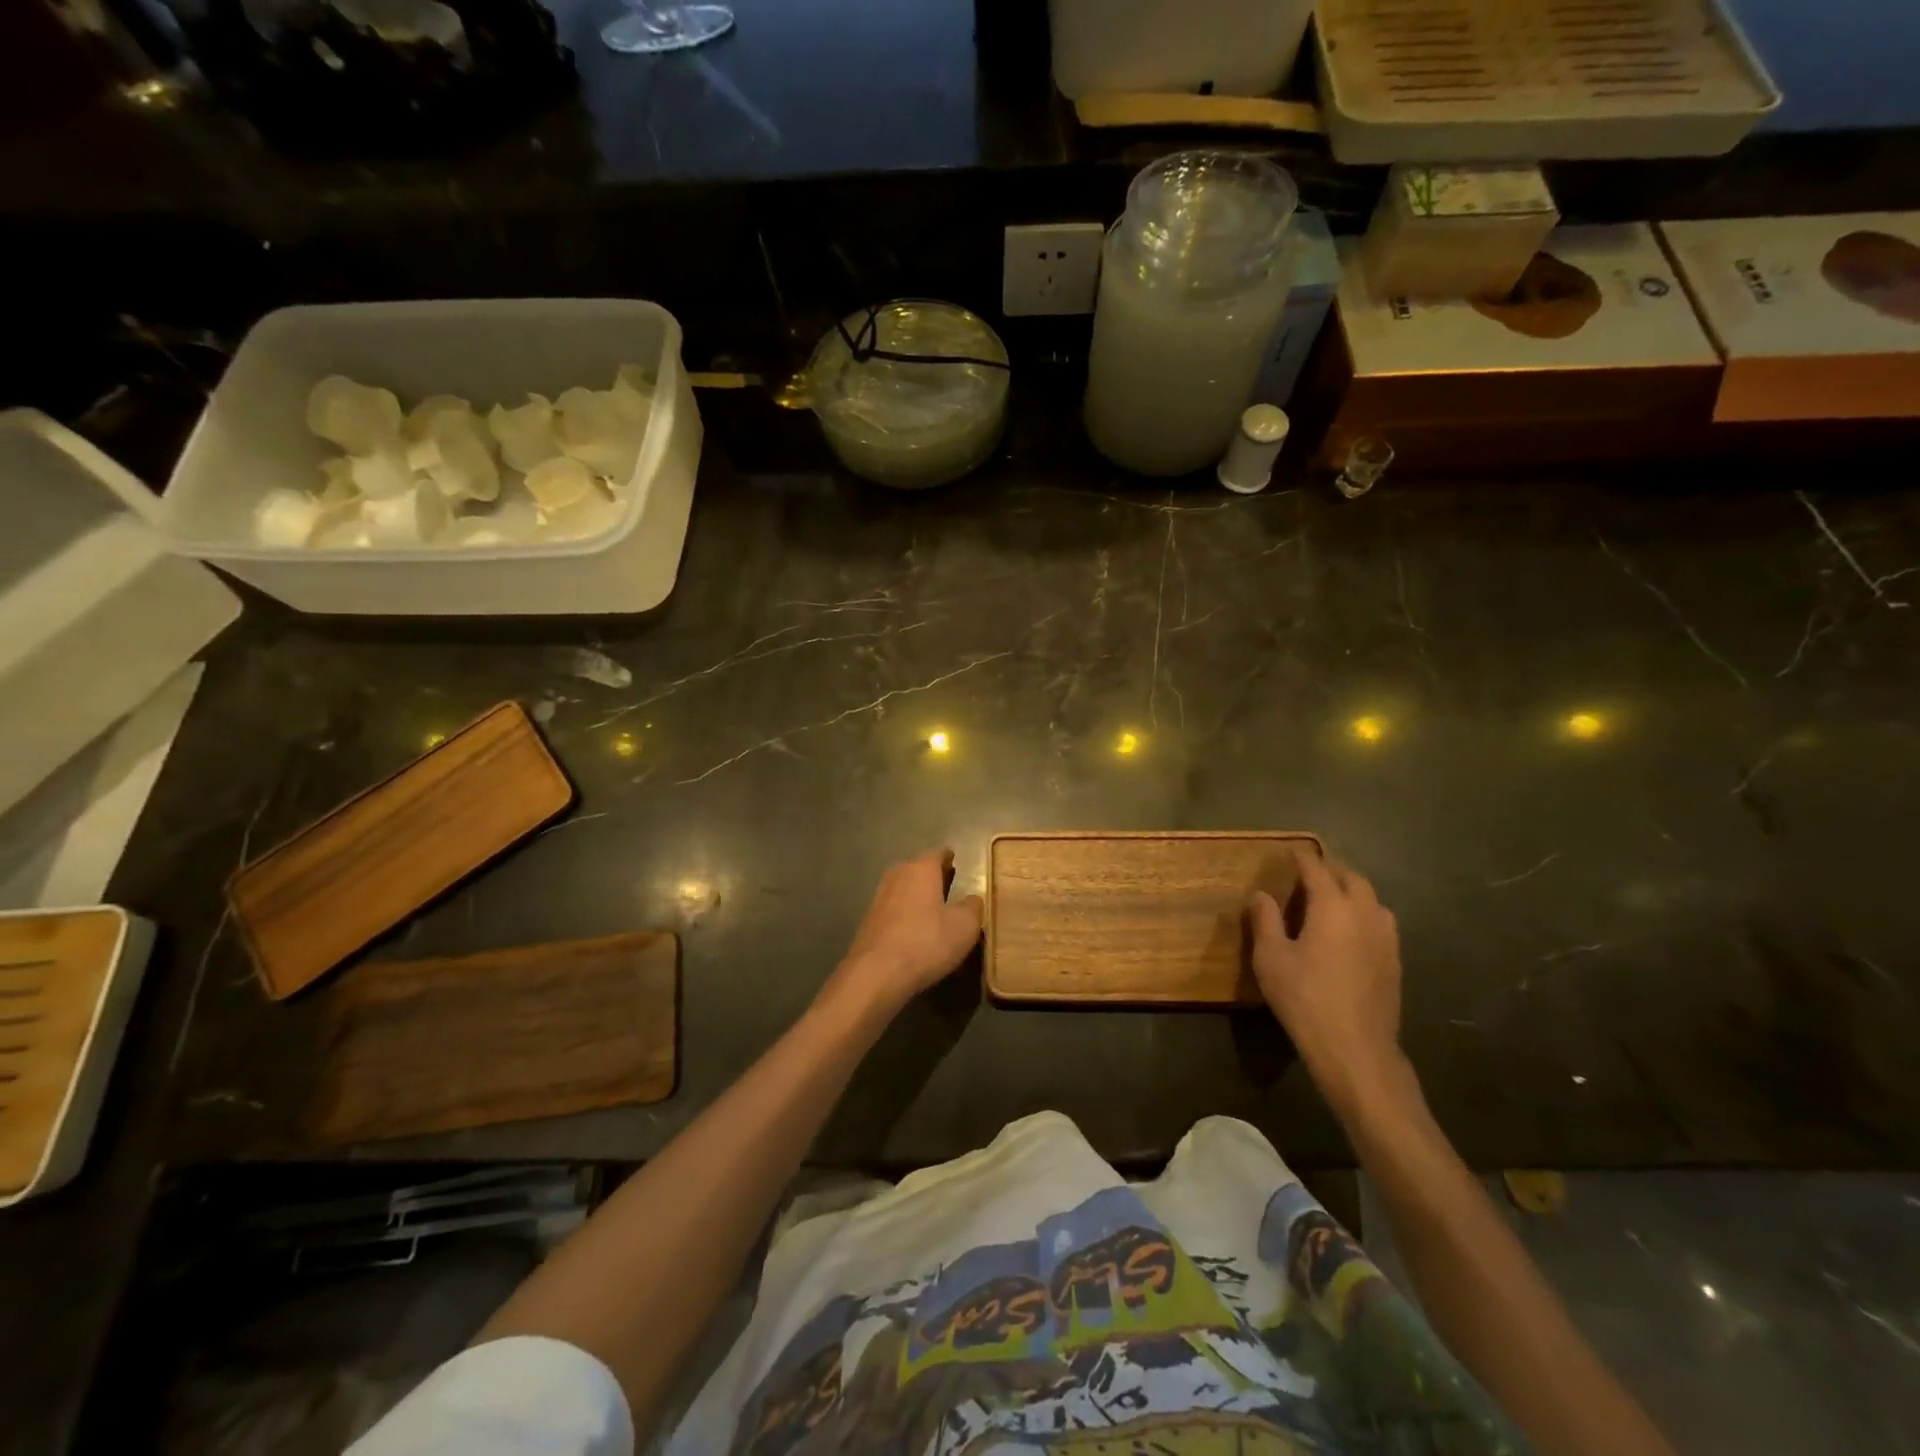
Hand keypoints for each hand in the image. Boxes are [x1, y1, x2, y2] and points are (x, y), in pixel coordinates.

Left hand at [823, 849, 982, 1019]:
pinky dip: (904, 912)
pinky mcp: (868, 921)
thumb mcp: (964, 927)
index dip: (948, 857)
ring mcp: (879, 898)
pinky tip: (912, 927)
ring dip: (916, 893)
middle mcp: (897, 875)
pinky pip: (892, 908)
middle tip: (946, 882)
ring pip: (902, 887)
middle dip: (931, 874)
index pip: (937, 854)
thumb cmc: (926, 943)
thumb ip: (973, 908)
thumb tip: (973, 899)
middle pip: (916, 868)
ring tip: (931, 905)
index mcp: (921, 869)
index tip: (955, 861)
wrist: (876, 973)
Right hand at [1247, 851, 1407, 1117]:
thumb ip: (1265, 921)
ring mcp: (1385, 939)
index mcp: (1332, 907)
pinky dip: (1365, 915)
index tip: (1291, 852)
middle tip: (1311, 874)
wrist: (1355, 1048)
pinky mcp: (1394, 962)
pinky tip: (1352, 933)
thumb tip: (1261, 895)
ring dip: (1353, 892)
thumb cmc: (1305, 998)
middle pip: (1353, 879)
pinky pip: (1381, 924)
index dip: (1303, 858)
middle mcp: (1364, 914)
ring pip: (1373, 901)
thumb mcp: (1271, 958)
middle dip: (1332, 871)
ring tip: (1334, 900)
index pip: (1317, 870)